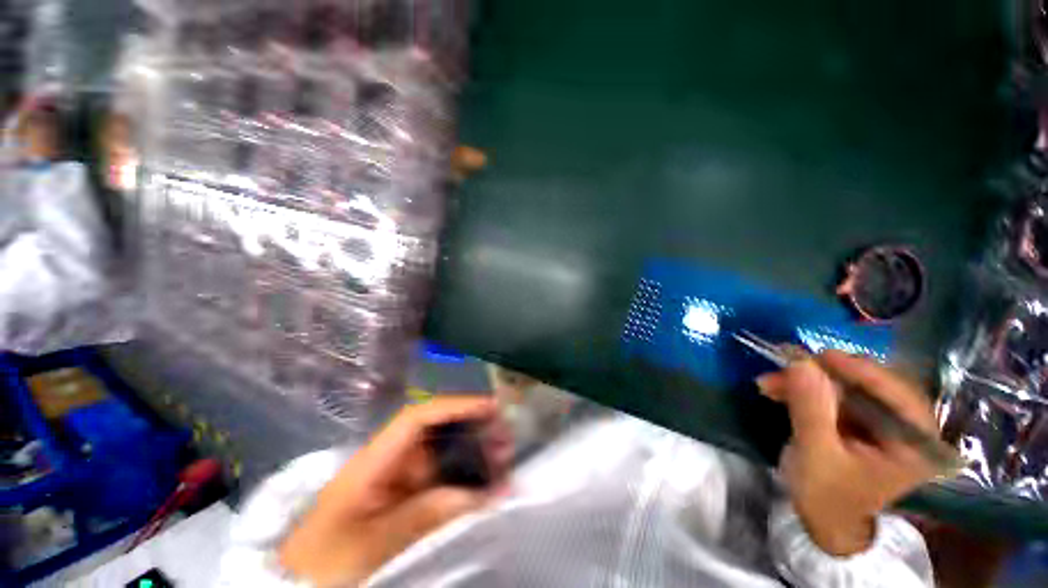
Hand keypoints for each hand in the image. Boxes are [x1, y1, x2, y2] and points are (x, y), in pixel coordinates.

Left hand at [280, 397, 509, 585]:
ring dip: (476, 454)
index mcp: (375, 460)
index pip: (418, 418)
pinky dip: (469, 482)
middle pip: (439, 431)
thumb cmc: (326, 564)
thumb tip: (481, 493)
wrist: (304, 586)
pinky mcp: (411, 499)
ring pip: (446, 455)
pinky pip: (446, 482)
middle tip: (507, 441)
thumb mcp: (371, 545)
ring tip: (506, 462)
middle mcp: (393, 461)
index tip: (490, 407)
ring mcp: (403, 481)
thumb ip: (423, 517)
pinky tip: (491, 487)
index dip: (455, 406)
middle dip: (474, 429)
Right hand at [757, 351, 937, 555]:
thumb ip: (811, 409)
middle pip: (871, 386)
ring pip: (847, 387)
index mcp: (915, 445)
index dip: (862, 372)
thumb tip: (801, 363)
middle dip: (823, 377)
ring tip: (770, 383)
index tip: (821, 356)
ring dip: (806, 382)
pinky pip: (834, 394)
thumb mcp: (816, 456)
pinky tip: (778, 389)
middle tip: (784, 368)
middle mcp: (906, 427)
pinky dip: (804, 389)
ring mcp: (882, 422)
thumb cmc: (827, 498)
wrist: (824, 520)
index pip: (899, 396)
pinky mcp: (860, 420)